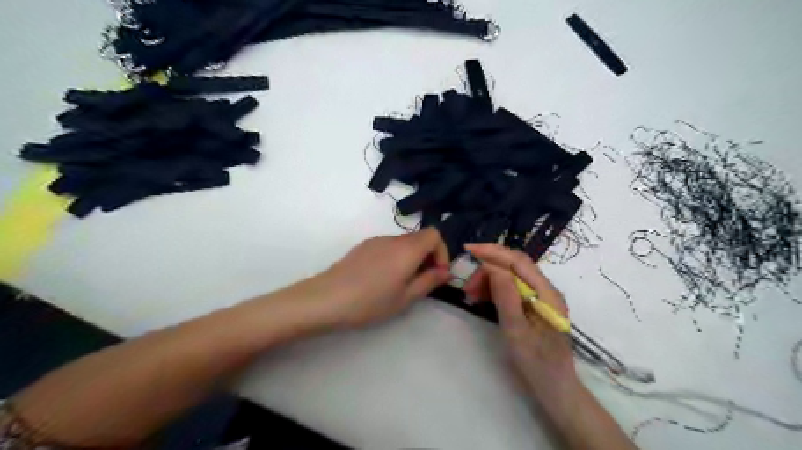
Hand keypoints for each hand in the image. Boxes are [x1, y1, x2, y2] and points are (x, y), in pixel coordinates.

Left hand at [313, 228, 449, 326]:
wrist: (326, 299)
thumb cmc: (370, 302)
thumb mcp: (405, 298)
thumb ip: (429, 281)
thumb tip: (446, 271)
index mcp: (407, 249)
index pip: (435, 234)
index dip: (442, 252)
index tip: (436, 273)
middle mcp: (393, 239)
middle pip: (420, 237)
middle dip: (427, 257)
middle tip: (421, 282)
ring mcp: (376, 240)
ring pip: (403, 243)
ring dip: (411, 258)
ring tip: (400, 283)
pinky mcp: (363, 246)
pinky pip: (388, 246)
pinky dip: (395, 257)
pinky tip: (381, 279)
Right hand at [461, 244, 579, 406]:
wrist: (555, 388)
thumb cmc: (536, 362)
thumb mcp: (516, 331)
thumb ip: (506, 296)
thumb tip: (492, 266)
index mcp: (546, 293)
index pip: (518, 261)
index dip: (492, 252)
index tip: (468, 250)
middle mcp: (545, 289)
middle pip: (515, 265)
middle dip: (488, 267)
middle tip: (467, 285)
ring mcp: (540, 297)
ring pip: (512, 275)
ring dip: (490, 278)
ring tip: (471, 293)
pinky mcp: (533, 305)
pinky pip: (512, 288)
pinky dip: (495, 288)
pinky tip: (482, 297)